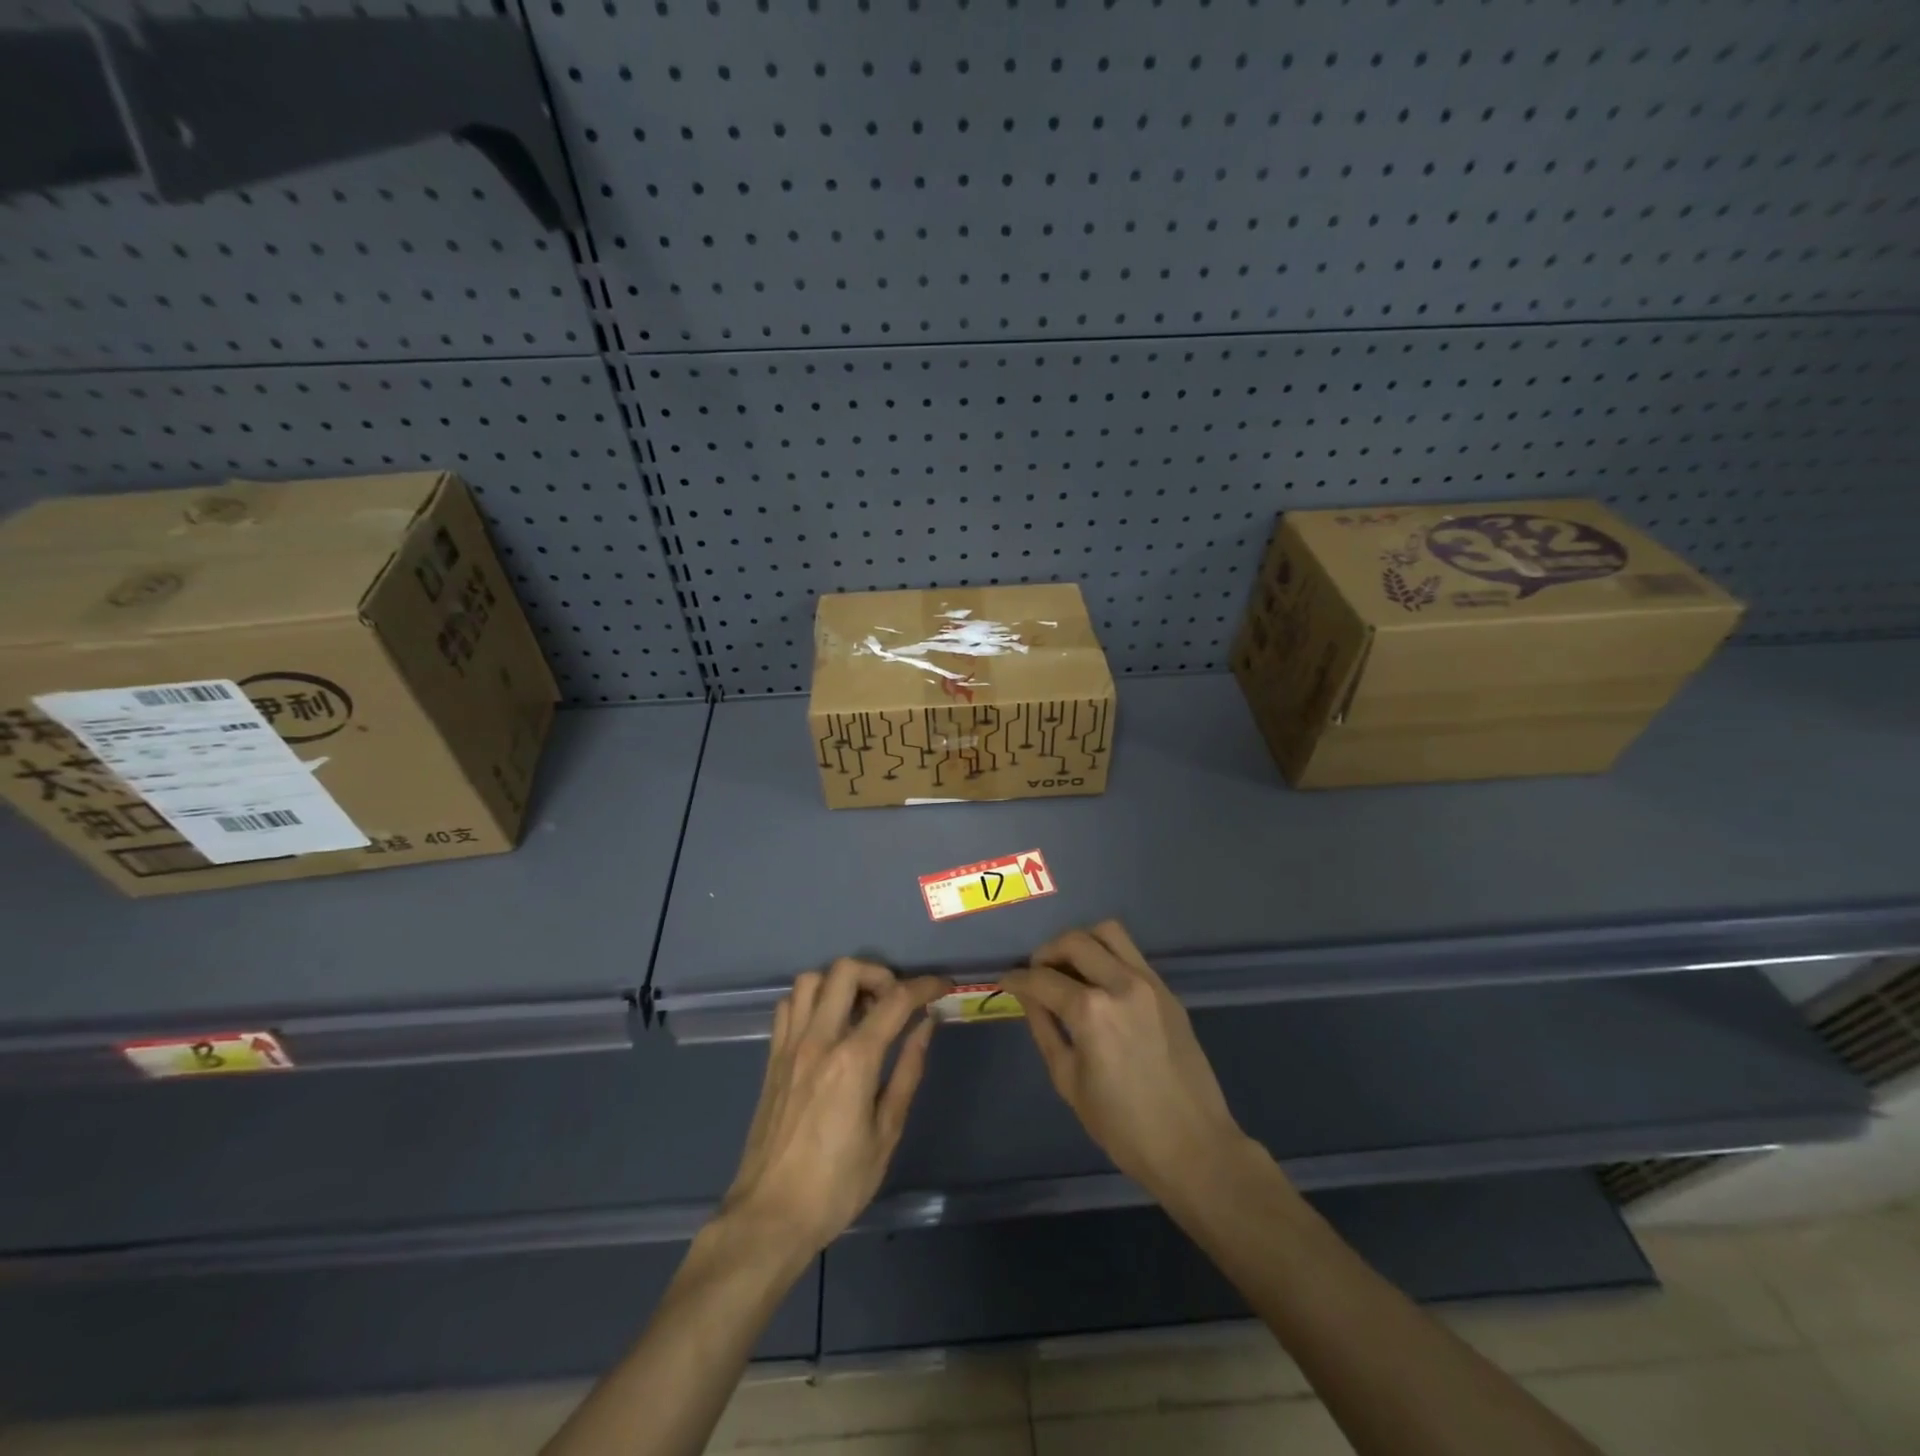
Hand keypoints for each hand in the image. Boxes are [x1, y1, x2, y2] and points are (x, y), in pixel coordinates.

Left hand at [721, 959, 947, 1258]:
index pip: (896, 1000)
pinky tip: (826, 1026)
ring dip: (841, 983)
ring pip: (811, 979)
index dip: (925, 986)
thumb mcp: (886, 1133)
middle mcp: (818, 1040)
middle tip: (895, 1001)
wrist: (770, 1217)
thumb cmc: (837, 1185)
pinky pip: (789, 1006)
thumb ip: (907, 1072)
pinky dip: (811, 1002)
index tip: (942, 987)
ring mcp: (789, 1046)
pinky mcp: (771, 1058)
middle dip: (879, 974)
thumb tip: (925, 1026)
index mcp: (853, 1060)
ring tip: (860, 1009)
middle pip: (846, 971)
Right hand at [1002, 920, 1247, 1198]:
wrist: (1193, 1147)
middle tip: (1037, 973)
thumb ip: (1044, 1029)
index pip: (1043, 979)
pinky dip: (1108, 956)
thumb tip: (1027, 997)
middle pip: (1074, 941)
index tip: (1006, 981)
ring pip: (1108, 932)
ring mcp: (1149, 983)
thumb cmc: (1123, 1126)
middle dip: (1046, 952)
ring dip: (1081, 942)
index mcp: (1092, 1011)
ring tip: (1069, 968)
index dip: (1017, 978)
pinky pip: (1131, 954)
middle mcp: (1121, 984)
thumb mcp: (1069, 1081)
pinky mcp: (1168, 991)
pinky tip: (1099, 984)